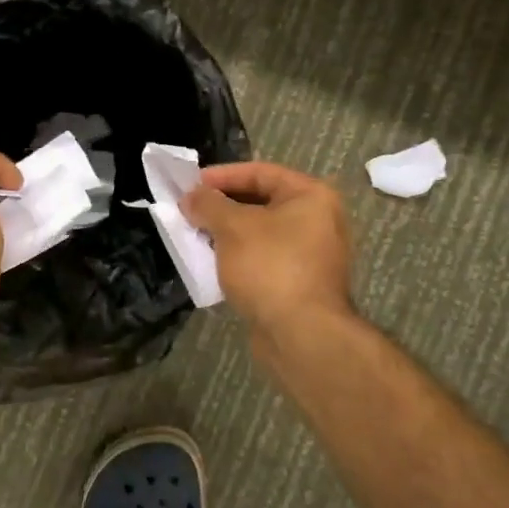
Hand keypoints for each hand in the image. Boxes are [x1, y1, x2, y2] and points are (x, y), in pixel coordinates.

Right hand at [181, 161, 353, 337]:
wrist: (302, 335)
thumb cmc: (270, 267)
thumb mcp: (232, 227)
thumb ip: (208, 204)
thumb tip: (191, 196)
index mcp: (311, 196)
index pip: (260, 172)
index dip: (222, 175)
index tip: (191, 184)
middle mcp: (318, 220)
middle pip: (261, 202)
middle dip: (222, 206)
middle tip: (190, 210)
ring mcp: (311, 254)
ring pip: (260, 233)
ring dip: (227, 233)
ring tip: (195, 235)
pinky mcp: (299, 283)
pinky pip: (263, 259)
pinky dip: (238, 257)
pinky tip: (212, 263)